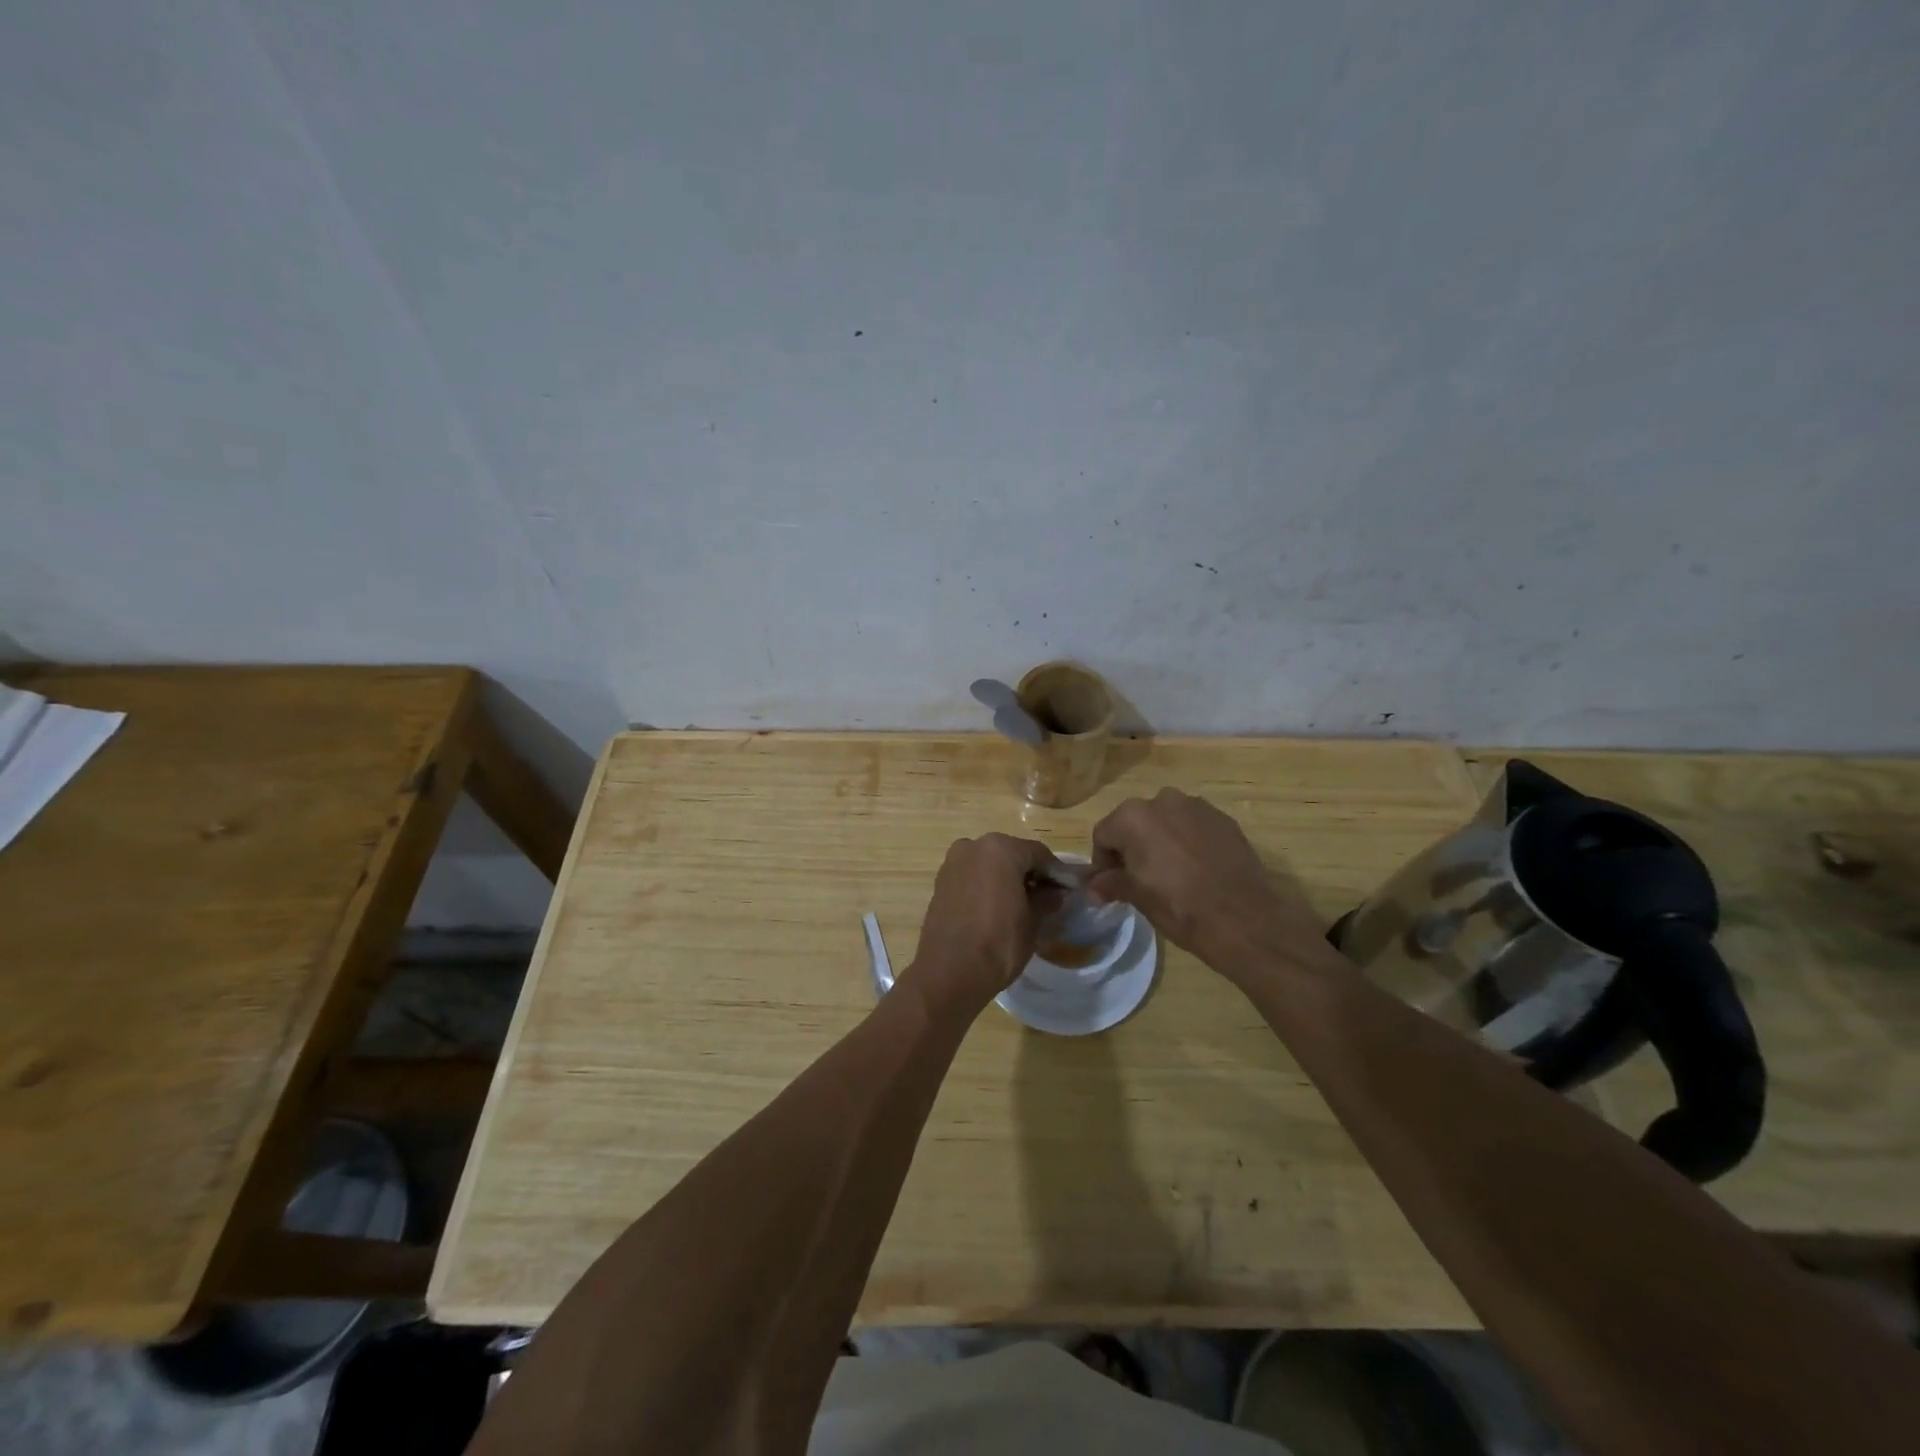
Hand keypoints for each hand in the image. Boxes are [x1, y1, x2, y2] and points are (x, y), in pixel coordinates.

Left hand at [910, 833, 1063, 1009]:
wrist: (949, 973)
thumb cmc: (998, 943)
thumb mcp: (1033, 922)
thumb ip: (1046, 900)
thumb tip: (1055, 893)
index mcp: (1000, 848)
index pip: (1039, 854)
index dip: (1057, 872)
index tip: (1069, 890)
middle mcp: (973, 846)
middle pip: (1012, 854)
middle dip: (1030, 873)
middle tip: (1047, 898)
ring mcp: (953, 862)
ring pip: (990, 864)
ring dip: (1007, 878)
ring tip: (1022, 905)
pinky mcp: (940, 882)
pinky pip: (972, 876)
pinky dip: (986, 885)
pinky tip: (997, 908)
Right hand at [1088, 788, 1329, 976]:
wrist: (1242, 917)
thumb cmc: (1178, 906)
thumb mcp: (1137, 896)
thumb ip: (1111, 883)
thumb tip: (1093, 886)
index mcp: (1133, 817)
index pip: (1104, 835)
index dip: (1103, 862)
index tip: (1111, 885)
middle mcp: (1163, 800)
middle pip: (1135, 823)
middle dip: (1133, 847)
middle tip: (1140, 879)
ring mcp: (1197, 806)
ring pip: (1166, 821)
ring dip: (1161, 841)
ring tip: (1172, 874)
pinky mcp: (1224, 819)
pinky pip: (1194, 826)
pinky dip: (1189, 842)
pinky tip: (1198, 870)